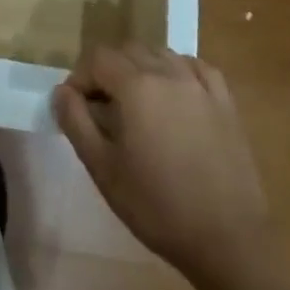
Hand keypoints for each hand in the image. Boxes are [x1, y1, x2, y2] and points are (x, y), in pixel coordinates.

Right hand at [53, 44, 264, 284]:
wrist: (228, 239)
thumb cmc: (157, 206)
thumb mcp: (103, 169)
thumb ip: (76, 122)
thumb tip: (61, 91)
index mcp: (136, 85)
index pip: (98, 58)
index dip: (81, 77)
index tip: (77, 108)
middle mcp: (168, 72)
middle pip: (127, 50)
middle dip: (108, 70)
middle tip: (103, 108)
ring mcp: (200, 83)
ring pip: (160, 53)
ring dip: (140, 68)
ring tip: (137, 104)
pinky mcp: (225, 100)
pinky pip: (194, 66)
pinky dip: (176, 71)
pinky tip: (174, 96)